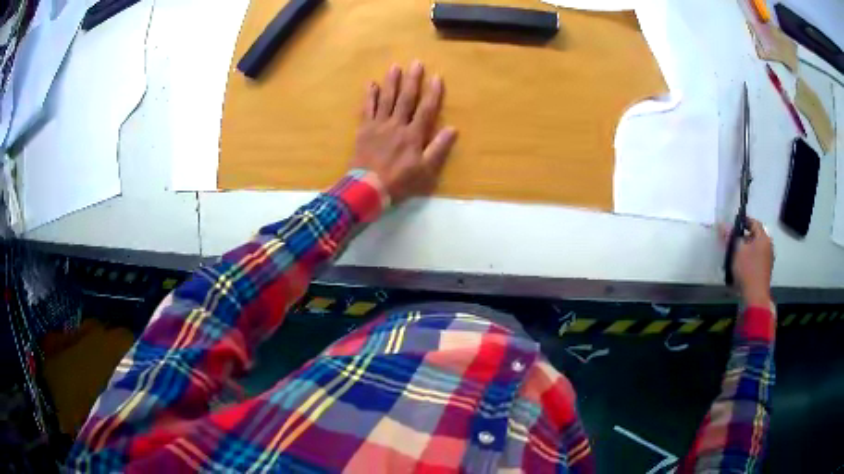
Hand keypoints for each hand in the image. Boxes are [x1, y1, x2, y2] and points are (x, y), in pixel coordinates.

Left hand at [350, 61, 457, 203]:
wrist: (367, 188)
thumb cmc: (399, 181)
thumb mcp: (425, 171)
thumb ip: (438, 149)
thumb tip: (453, 129)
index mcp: (413, 135)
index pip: (426, 109)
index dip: (433, 93)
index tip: (437, 77)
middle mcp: (396, 125)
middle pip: (406, 99)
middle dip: (412, 80)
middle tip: (416, 63)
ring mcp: (378, 125)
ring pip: (386, 99)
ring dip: (391, 82)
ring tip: (395, 66)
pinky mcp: (364, 130)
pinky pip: (367, 109)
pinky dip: (369, 96)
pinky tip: (371, 84)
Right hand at [729, 218, 773, 306]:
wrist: (755, 297)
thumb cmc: (747, 270)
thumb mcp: (736, 251)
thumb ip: (730, 236)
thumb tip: (723, 225)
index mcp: (763, 237)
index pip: (754, 222)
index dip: (744, 221)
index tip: (734, 224)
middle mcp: (768, 246)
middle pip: (755, 236)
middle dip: (744, 236)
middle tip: (733, 240)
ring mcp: (768, 260)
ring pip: (756, 248)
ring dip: (747, 249)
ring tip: (736, 255)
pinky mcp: (765, 271)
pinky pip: (757, 259)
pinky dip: (750, 259)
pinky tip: (742, 266)